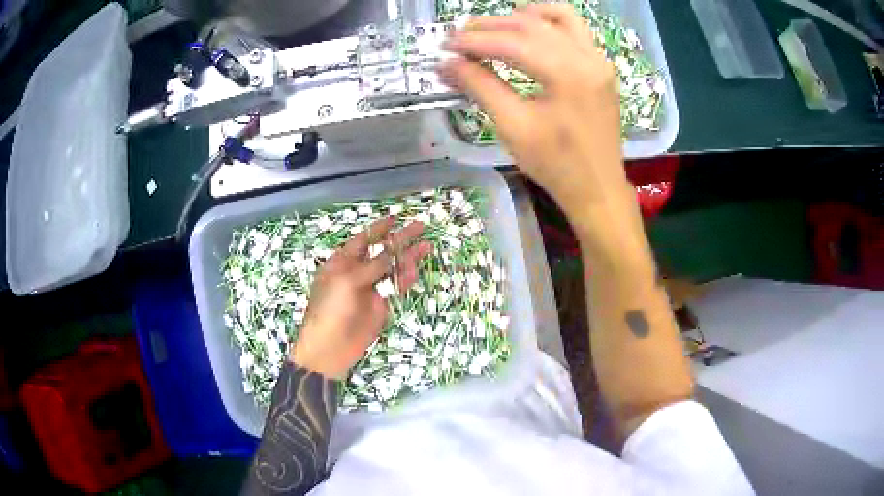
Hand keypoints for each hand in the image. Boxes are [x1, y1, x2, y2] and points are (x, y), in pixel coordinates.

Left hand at [290, 218, 431, 379]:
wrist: (330, 348)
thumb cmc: (330, 309)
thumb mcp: (347, 282)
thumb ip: (371, 266)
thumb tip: (391, 251)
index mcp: (341, 263)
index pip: (362, 240)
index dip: (378, 229)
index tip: (395, 218)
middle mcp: (356, 272)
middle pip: (381, 252)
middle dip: (399, 240)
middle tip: (420, 226)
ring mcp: (369, 289)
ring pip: (391, 269)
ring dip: (407, 258)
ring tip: (426, 247)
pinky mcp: (380, 305)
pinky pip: (394, 288)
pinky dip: (405, 279)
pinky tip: (414, 271)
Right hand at [439, 5, 635, 232]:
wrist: (597, 188)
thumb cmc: (555, 164)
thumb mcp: (512, 126)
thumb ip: (480, 86)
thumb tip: (447, 64)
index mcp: (567, 74)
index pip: (511, 43)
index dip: (473, 41)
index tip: (445, 46)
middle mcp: (587, 57)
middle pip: (531, 25)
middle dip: (491, 26)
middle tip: (460, 35)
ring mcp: (599, 60)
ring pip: (558, 18)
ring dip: (522, 16)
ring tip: (494, 27)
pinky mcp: (602, 67)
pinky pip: (576, 29)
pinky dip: (550, 22)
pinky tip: (530, 29)